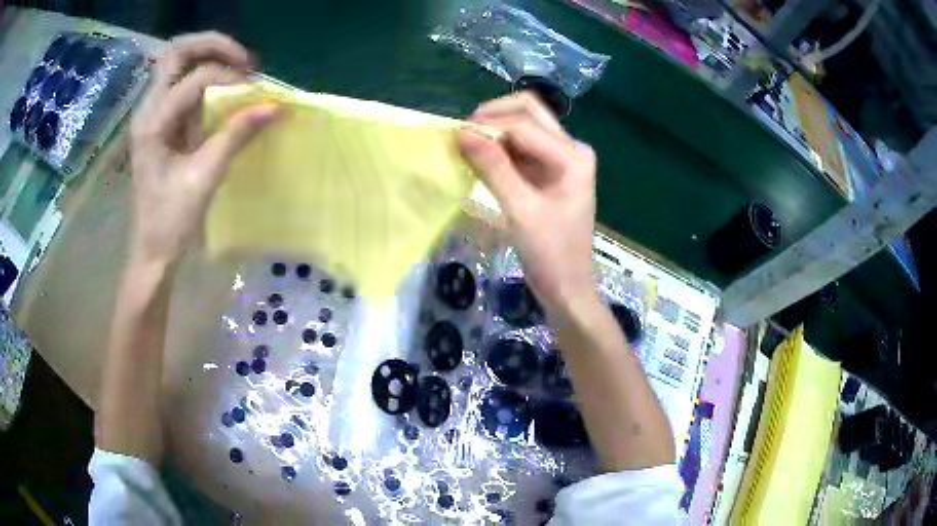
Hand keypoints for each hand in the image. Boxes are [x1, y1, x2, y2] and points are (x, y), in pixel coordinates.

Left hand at [129, 32, 279, 265]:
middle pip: (176, 53)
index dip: (229, 78)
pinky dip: (206, 78)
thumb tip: (275, 106)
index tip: (256, 91)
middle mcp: (147, 110)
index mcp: (151, 124)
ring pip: (177, 64)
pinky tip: (224, 90)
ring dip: (209, 58)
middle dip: (213, 47)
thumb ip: (236, 135)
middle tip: (244, 61)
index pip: (195, 79)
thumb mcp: (204, 178)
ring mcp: (152, 115)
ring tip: (238, 70)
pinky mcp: (161, 123)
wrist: (152, 250)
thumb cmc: (171, 221)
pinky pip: (183, 85)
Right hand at [459, 93, 596, 310]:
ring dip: (495, 129)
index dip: (489, 125)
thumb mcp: (520, 210)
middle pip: (530, 112)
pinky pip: (521, 145)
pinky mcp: (548, 170)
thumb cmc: (550, 252)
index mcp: (573, 156)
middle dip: (494, 116)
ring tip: (467, 143)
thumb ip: (493, 167)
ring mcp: (561, 158)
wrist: (566, 285)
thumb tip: (462, 132)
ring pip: (524, 125)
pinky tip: (479, 156)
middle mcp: (571, 148)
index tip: (456, 135)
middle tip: (464, 132)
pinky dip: (499, 146)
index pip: (525, 125)